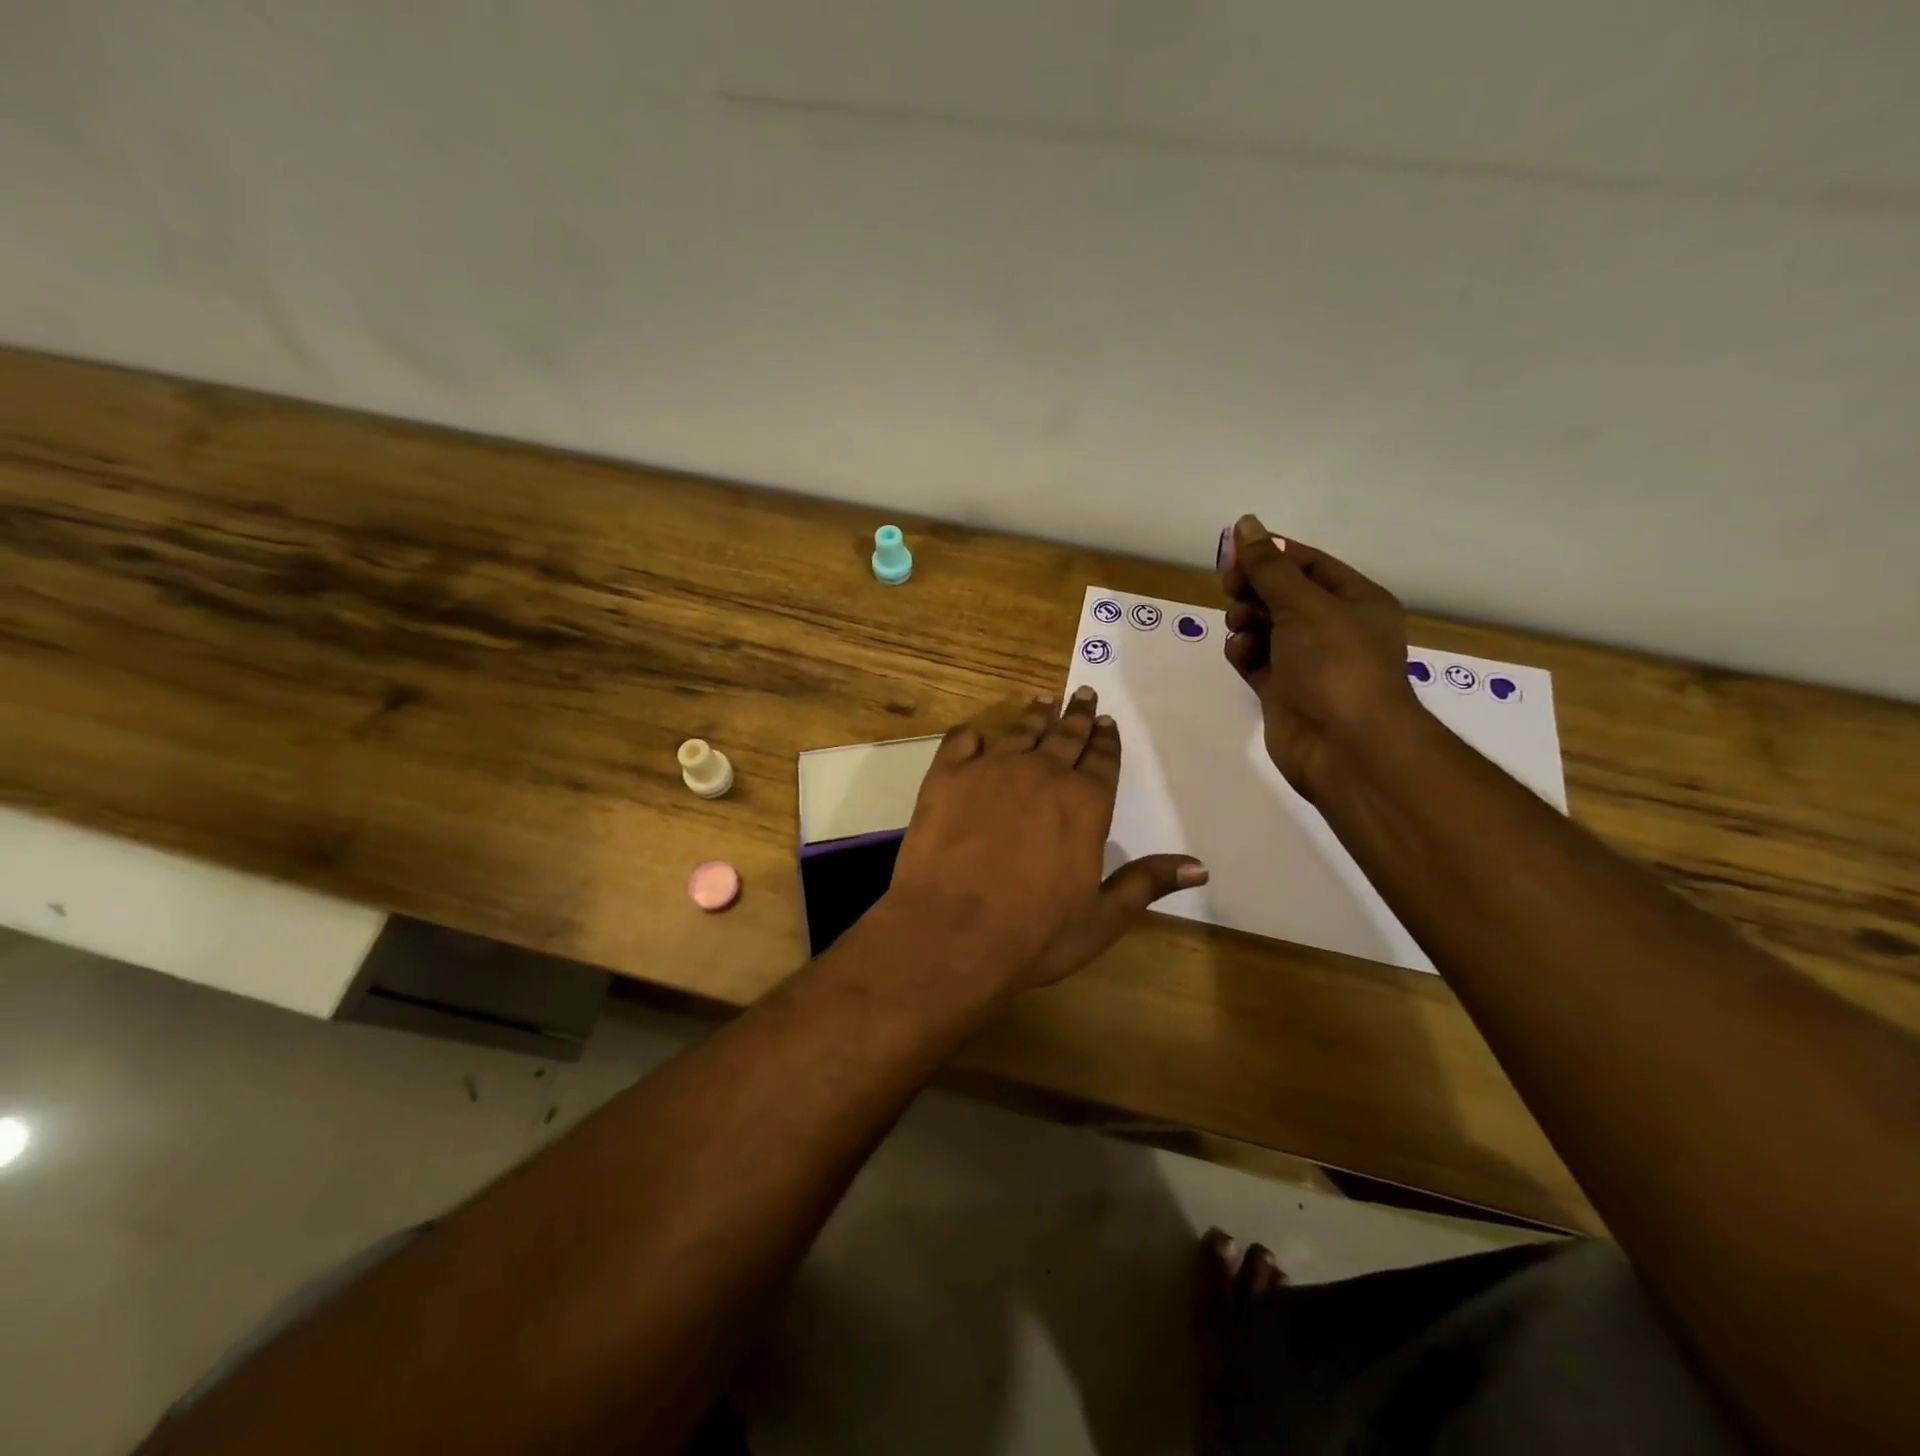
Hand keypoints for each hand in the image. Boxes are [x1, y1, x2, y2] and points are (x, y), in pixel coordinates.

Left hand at [883, 688, 1206, 997]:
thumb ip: (1147, 883)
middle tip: (1083, 694)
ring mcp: (991, 770)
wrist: (951, 934)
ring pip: (1020, 732)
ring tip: (1043, 702)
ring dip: (1035, 717)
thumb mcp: (1102, 918)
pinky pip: (962, 741)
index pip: (1103, 761)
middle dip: (1078, 716)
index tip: (1108, 722)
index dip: (1107, 741)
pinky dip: (973, 736)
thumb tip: (1200, 866)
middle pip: (1066, 736)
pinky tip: (978, 735)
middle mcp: (1042, 774)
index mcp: (1085, 804)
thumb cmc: (1034, 933)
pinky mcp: (946, 777)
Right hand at [1220, 514, 1419, 800]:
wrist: (1344, 746)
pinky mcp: (1283, 690)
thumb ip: (1269, 567)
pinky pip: (1255, 659)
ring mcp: (1306, 661)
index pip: (1308, 563)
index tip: (1233, 555)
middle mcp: (1333, 628)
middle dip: (1254, 589)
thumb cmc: (1335, 664)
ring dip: (1246, 621)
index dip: (1270, 554)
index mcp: (1355, 601)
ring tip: (1242, 629)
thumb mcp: (1303, 605)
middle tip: (1232, 589)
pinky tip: (1241, 654)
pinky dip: (1244, 652)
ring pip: (1264, 626)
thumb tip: (1245, 524)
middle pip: (1282, 593)